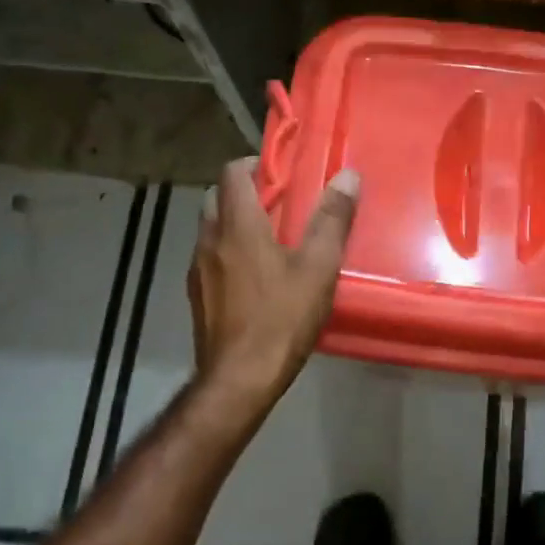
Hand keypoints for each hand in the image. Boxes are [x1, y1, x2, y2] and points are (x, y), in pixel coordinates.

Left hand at [188, 157, 359, 418]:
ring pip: (211, 229)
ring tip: (269, 239)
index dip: (254, 164)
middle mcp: (209, 240)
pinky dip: (227, 252)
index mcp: (237, 226)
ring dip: (233, 223)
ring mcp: (197, 270)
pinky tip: (253, 277)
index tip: (281, 172)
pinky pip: (209, 258)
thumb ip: (332, 219)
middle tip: (279, 204)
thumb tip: (347, 175)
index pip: (232, 173)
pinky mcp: (196, 296)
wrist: (238, 381)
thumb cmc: (281, 318)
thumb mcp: (318, 267)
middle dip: (243, 192)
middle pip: (216, 197)